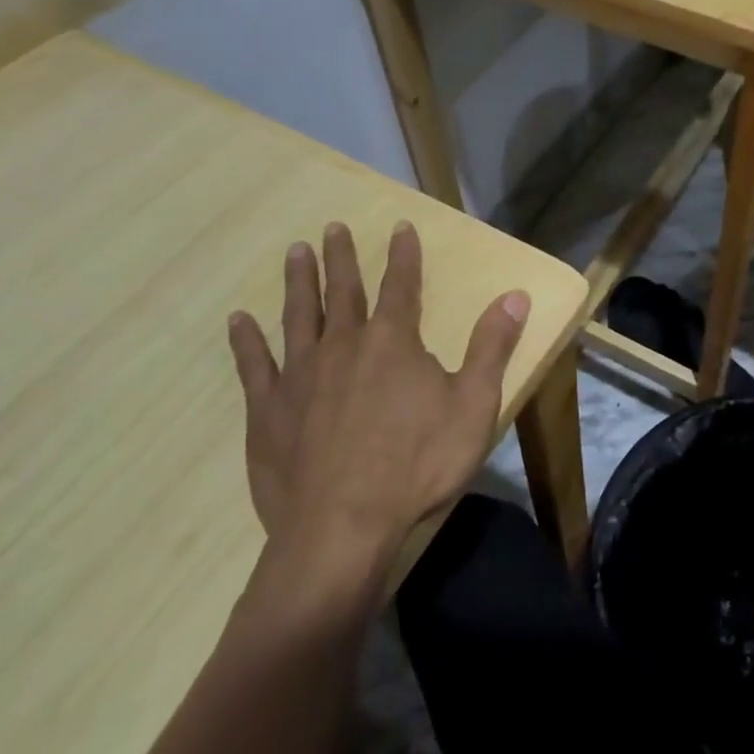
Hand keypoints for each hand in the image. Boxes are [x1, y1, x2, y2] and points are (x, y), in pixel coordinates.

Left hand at [226, 222, 529, 574]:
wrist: (343, 526)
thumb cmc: (417, 465)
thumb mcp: (473, 405)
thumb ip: (492, 346)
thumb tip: (515, 294)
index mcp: (393, 342)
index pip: (401, 285)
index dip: (403, 255)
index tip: (399, 226)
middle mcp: (343, 345)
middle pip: (342, 291)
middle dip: (341, 257)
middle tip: (332, 227)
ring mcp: (300, 376)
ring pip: (298, 316)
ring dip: (297, 282)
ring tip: (294, 251)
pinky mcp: (268, 410)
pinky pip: (254, 365)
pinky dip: (246, 340)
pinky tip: (238, 320)